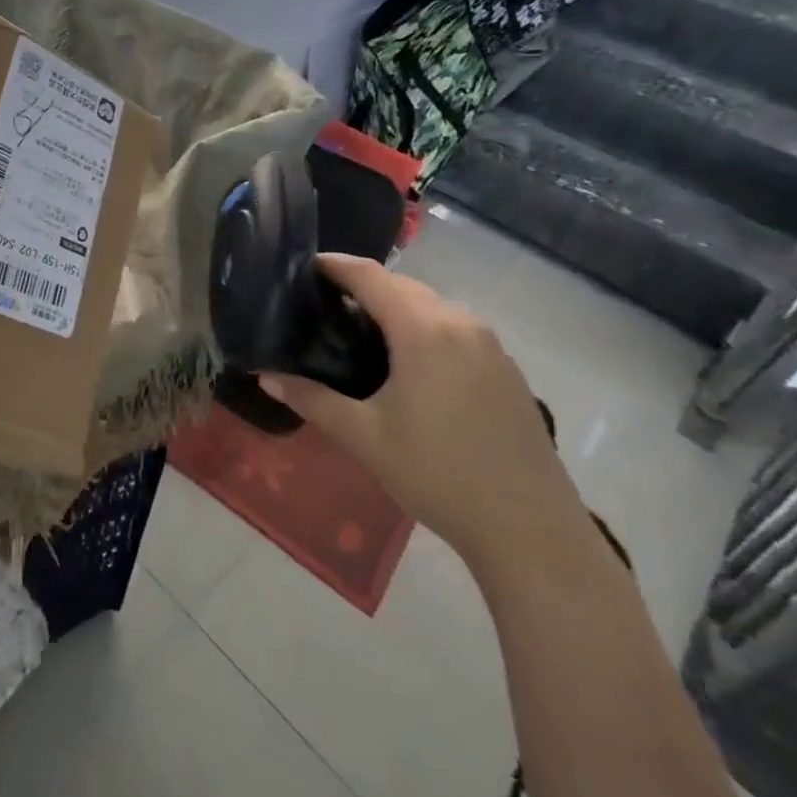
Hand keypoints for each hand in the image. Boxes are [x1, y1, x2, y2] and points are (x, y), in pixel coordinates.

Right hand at [259, 255, 584, 575]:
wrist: (532, 532)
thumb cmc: (438, 475)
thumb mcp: (363, 437)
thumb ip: (310, 398)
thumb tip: (264, 376)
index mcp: (423, 329)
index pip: (369, 275)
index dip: (334, 265)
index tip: (302, 267)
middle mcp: (459, 322)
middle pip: (401, 285)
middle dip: (361, 285)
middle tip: (321, 303)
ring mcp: (489, 344)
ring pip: (430, 305)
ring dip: (394, 306)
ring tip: (358, 330)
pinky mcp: (506, 368)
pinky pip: (454, 327)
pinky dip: (422, 326)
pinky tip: (407, 362)